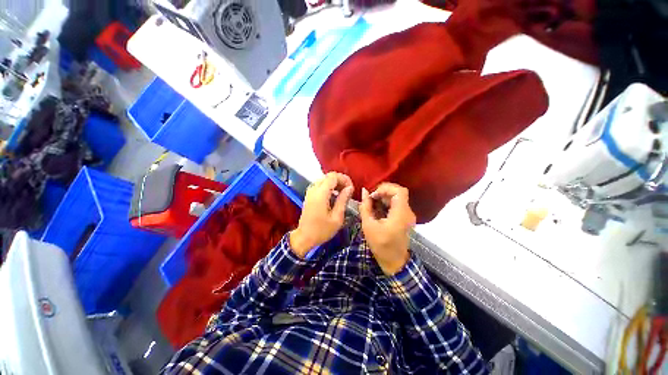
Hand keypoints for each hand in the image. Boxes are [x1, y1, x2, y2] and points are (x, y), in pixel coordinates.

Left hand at [290, 172, 353, 257]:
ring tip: (343, 193)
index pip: (333, 176)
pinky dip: (329, 187)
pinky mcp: (309, 195)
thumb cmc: (322, 230)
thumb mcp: (337, 217)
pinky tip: (334, 196)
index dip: (344, 179)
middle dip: (340, 180)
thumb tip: (349, 188)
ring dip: (335, 183)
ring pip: (324, 179)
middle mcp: (314, 190)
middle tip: (348, 191)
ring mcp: (310, 192)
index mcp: (320, 194)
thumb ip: (343, 200)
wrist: (304, 237)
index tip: (351, 188)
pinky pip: (320, 185)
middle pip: (328, 176)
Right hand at [360, 183, 415, 274]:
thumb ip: (365, 206)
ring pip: (397, 197)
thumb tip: (364, 191)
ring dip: (383, 197)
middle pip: (398, 192)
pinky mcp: (405, 217)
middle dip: (382, 192)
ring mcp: (408, 215)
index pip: (399, 191)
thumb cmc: (380, 245)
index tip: (373, 195)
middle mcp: (407, 212)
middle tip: (370, 198)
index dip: (385, 188)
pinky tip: (377, 209)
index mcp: (400, 214)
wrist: (393, 261)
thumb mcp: (368, 225)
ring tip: (371, 204)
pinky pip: (396, 204)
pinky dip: (386, 203)